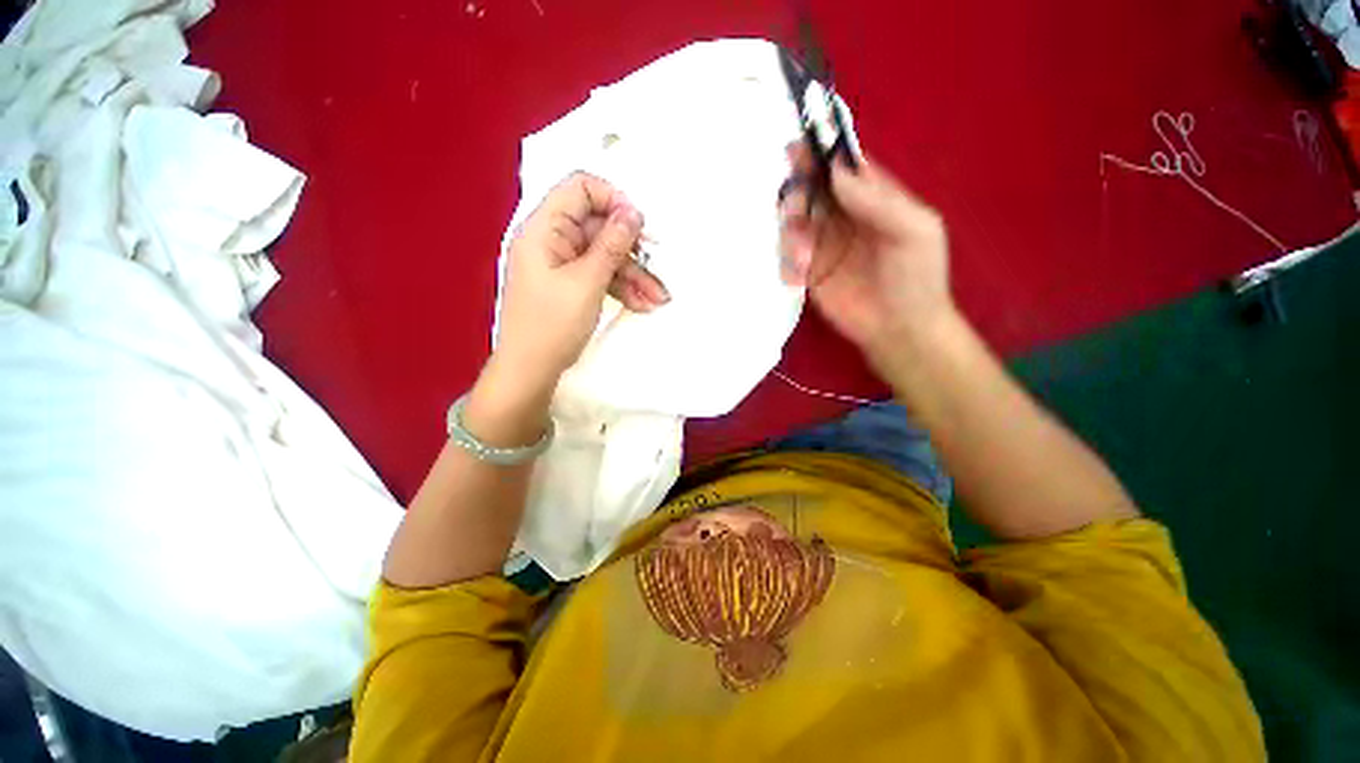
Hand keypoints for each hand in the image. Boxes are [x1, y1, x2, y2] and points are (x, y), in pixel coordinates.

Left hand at [494, 172, 668, 389]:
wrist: (531, 371)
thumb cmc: (552, 325)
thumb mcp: (587, 282)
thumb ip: (612, 244)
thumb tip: (633, 212)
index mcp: (544, 229)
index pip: (580, 188)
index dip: (613, 200)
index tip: (639, 225)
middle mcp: (551, 240)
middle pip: (598, 228)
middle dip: (631, 250)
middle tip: (656, 267)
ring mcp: (561, 265)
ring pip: (604, 256)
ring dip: (632, 275)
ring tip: (658, 298)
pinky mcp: (569, 285)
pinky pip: (600, 276)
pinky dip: (621, 288)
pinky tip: (642, 304)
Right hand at [778, 145, 954, 364]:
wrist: (899, 329)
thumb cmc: (916, 277)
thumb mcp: (914, 230)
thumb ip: (878, 200)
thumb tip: (838, 173)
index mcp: (875, 200)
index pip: (846, 168)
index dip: (826, 153)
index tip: (804, 144)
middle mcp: (846, 217)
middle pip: (816, 188)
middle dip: (801, 182)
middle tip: (794, 186)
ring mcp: (824, 244)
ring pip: (797, 217)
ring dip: (791, 218)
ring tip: (802, 239)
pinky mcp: (808, 271)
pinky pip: (789, 251)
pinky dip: (787, 251)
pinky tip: (799, 264)